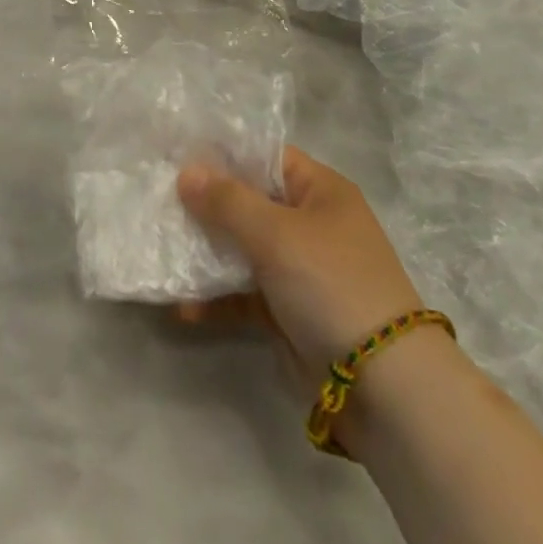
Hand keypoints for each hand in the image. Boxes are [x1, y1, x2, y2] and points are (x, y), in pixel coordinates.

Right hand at [177, 146, 424, 374]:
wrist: (385, 388)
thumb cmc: (331, 284)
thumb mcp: (276, 233)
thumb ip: (227, 201)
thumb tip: (186, 172)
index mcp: (319, 190)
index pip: (264, 157)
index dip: (222, 155)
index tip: (176, 156)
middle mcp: (310, 223)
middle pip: (249, 202)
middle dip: (205, 205)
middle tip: (157, 201)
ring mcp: (300, 269)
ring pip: (242, 248)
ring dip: (206, 252)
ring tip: (161, 249)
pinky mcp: (290, 312)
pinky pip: (245, 294)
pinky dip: (217, 298)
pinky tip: (183, 306)